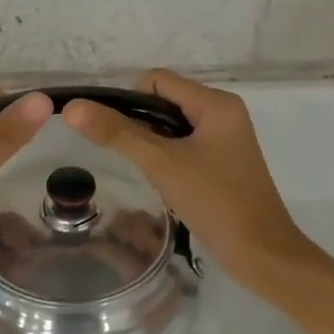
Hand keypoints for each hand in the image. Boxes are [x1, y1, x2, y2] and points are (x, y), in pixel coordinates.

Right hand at [62, 70, 314, 294]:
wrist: (260, 253)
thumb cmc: (214, 201)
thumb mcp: (161, 164)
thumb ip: (117, 134)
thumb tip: (73, 108)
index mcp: (216, 103)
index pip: (157, 80)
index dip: (128, 100)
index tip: (115, 134)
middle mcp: (223, 113)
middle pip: (165, 101)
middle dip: (140, 124)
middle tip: (130, 157)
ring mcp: (225, 139)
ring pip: (173, 126)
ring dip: (153, 144)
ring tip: (148, 172)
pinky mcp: (223, 162)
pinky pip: (185, 146)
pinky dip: (168, 158)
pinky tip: (164, 183)